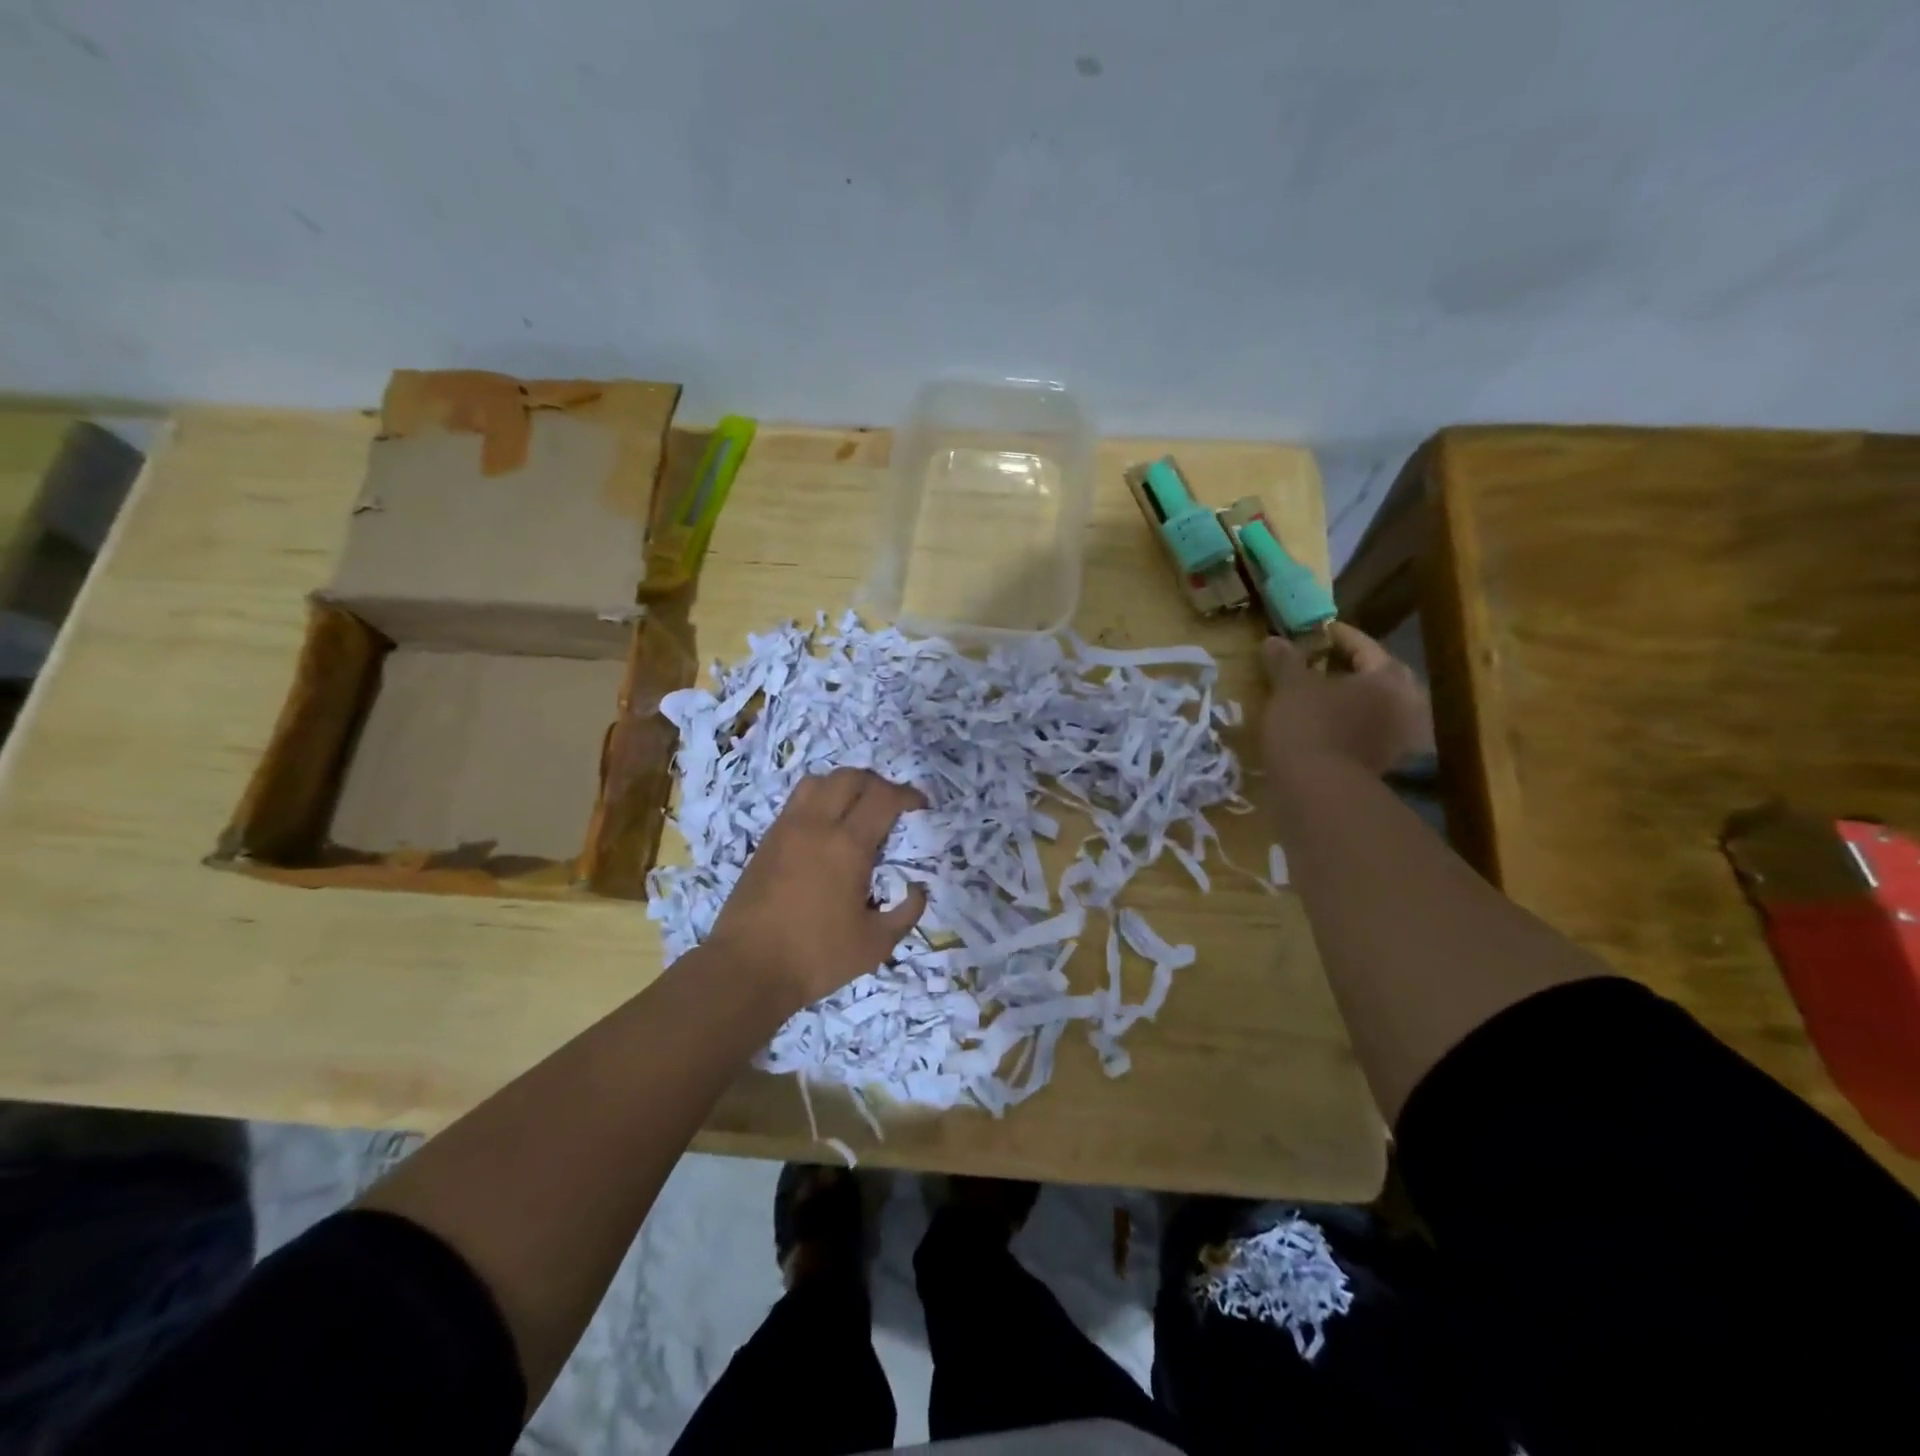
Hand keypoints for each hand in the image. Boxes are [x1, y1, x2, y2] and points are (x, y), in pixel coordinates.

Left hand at [705, 768, 928, 1008]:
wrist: (747, 969)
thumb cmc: (817, 957)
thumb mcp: (876, 945)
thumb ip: (906, 913)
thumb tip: (917, 889)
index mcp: (848, 846)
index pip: (883, 797)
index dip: (907, 794)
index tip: (920, 806)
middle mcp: (816, 825)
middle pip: (850, 777)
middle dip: (878, 783)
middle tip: (891, 805)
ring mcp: (786, 829)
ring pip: (818, 781)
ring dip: (844, 785)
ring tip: (856, 808)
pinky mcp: (767, 841)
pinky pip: (797, 801)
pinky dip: (819, 800)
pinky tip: (826, 829)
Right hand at [1261, 623, 1432, 779]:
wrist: (1317, 790)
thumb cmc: (1308, 725)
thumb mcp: (1290, 686)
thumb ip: (1286, 660)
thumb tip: (1273, 640)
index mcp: (1389, 678)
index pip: (1364, 646)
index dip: (1337, 636)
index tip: (1315, 631)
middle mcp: (1406, 705)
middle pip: (1375, 677)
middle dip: (1347, 668)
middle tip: (1319, 661)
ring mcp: (1399, 739)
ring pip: (1371, 706)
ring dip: (1347, 698)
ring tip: (1316, 693)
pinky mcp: (1383, 765)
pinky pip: (1365, 732)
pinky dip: (1346, 723)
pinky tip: (1321, 722)